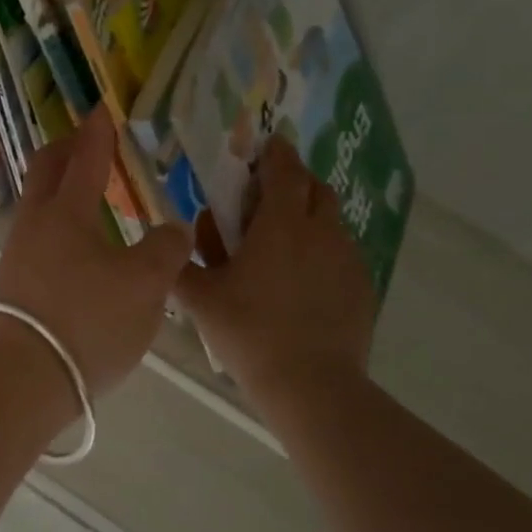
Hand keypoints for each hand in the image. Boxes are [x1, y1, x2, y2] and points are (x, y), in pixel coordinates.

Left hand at [0, 107, 192, 398]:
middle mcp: (35, 223)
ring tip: (92, 198)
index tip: (103, 109)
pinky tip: (81, 249)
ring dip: (62, 190)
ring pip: (39, 205)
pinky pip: (38, 236)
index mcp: (66, 211)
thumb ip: (165, 251)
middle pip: (46, 170)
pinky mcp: (13, 284)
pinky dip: (60, 225)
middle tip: (90, 141)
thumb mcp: (145, 286)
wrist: (22, 378)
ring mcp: (17, 254)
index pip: (85, 157)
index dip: (98, 131)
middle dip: (67, 149)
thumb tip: (173, 229)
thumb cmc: (87, 321)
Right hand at [174, 137, 377, 396]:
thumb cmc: (249, 333)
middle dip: (295, 182)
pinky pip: (342, 253)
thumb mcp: (201, 299)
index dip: (275, 153)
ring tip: (284, 243)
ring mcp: (347, 259)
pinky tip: (304, 282)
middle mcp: (321, 231)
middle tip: (269, 198)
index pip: (283, 169)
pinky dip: (323, 251)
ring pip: (332, 221)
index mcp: (280, 224)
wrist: (310, 385)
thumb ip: (179, 266)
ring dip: (309, 218)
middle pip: (316, 188)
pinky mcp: (362, 286)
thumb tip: (168, 244)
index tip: (267, 146)